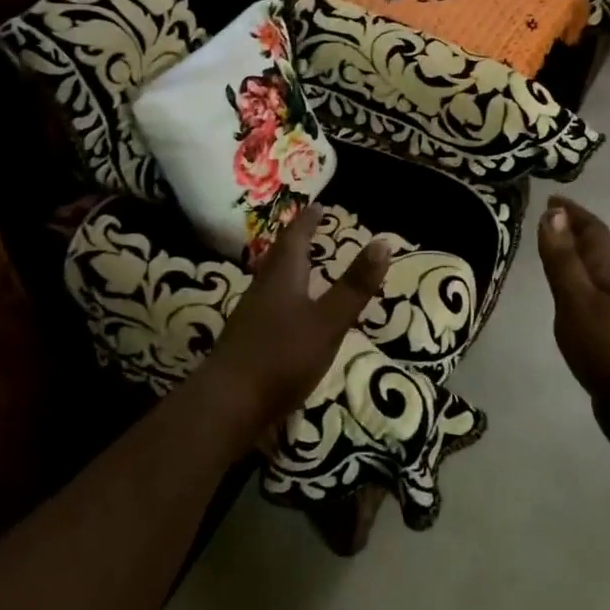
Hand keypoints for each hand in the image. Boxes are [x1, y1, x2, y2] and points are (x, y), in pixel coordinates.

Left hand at [204, 203, 390, 436]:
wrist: (226, 404)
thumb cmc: (282, 357)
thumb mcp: (328, 322)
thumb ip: (354, 286)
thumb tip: (383, 242)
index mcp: (283, 277)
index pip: (295, 238)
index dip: (308, 221)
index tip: (318, 205)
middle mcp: (262, 288)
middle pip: (278, 256)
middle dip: (295, 240)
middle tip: (309, 228)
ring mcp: (250, 316)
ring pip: (270, 279)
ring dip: (286, 266)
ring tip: (300, 264)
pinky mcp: (245, 341)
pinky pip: (266, 304)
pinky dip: (281, 295)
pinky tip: (286, 312)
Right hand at [536, 196, 609, 433]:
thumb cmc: (609, 349)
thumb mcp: (577, 300)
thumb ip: (563, 260)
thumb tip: (552, 213)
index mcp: (609, 275)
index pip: (593, 232)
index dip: (574, 214)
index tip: (553, 199)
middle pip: (597, 251)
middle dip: (575, 232)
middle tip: (549, 221)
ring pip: (594, 277)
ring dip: (576, 260)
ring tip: (554, 255)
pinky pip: (590, 302)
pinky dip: (575, 290)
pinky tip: (566, 303)